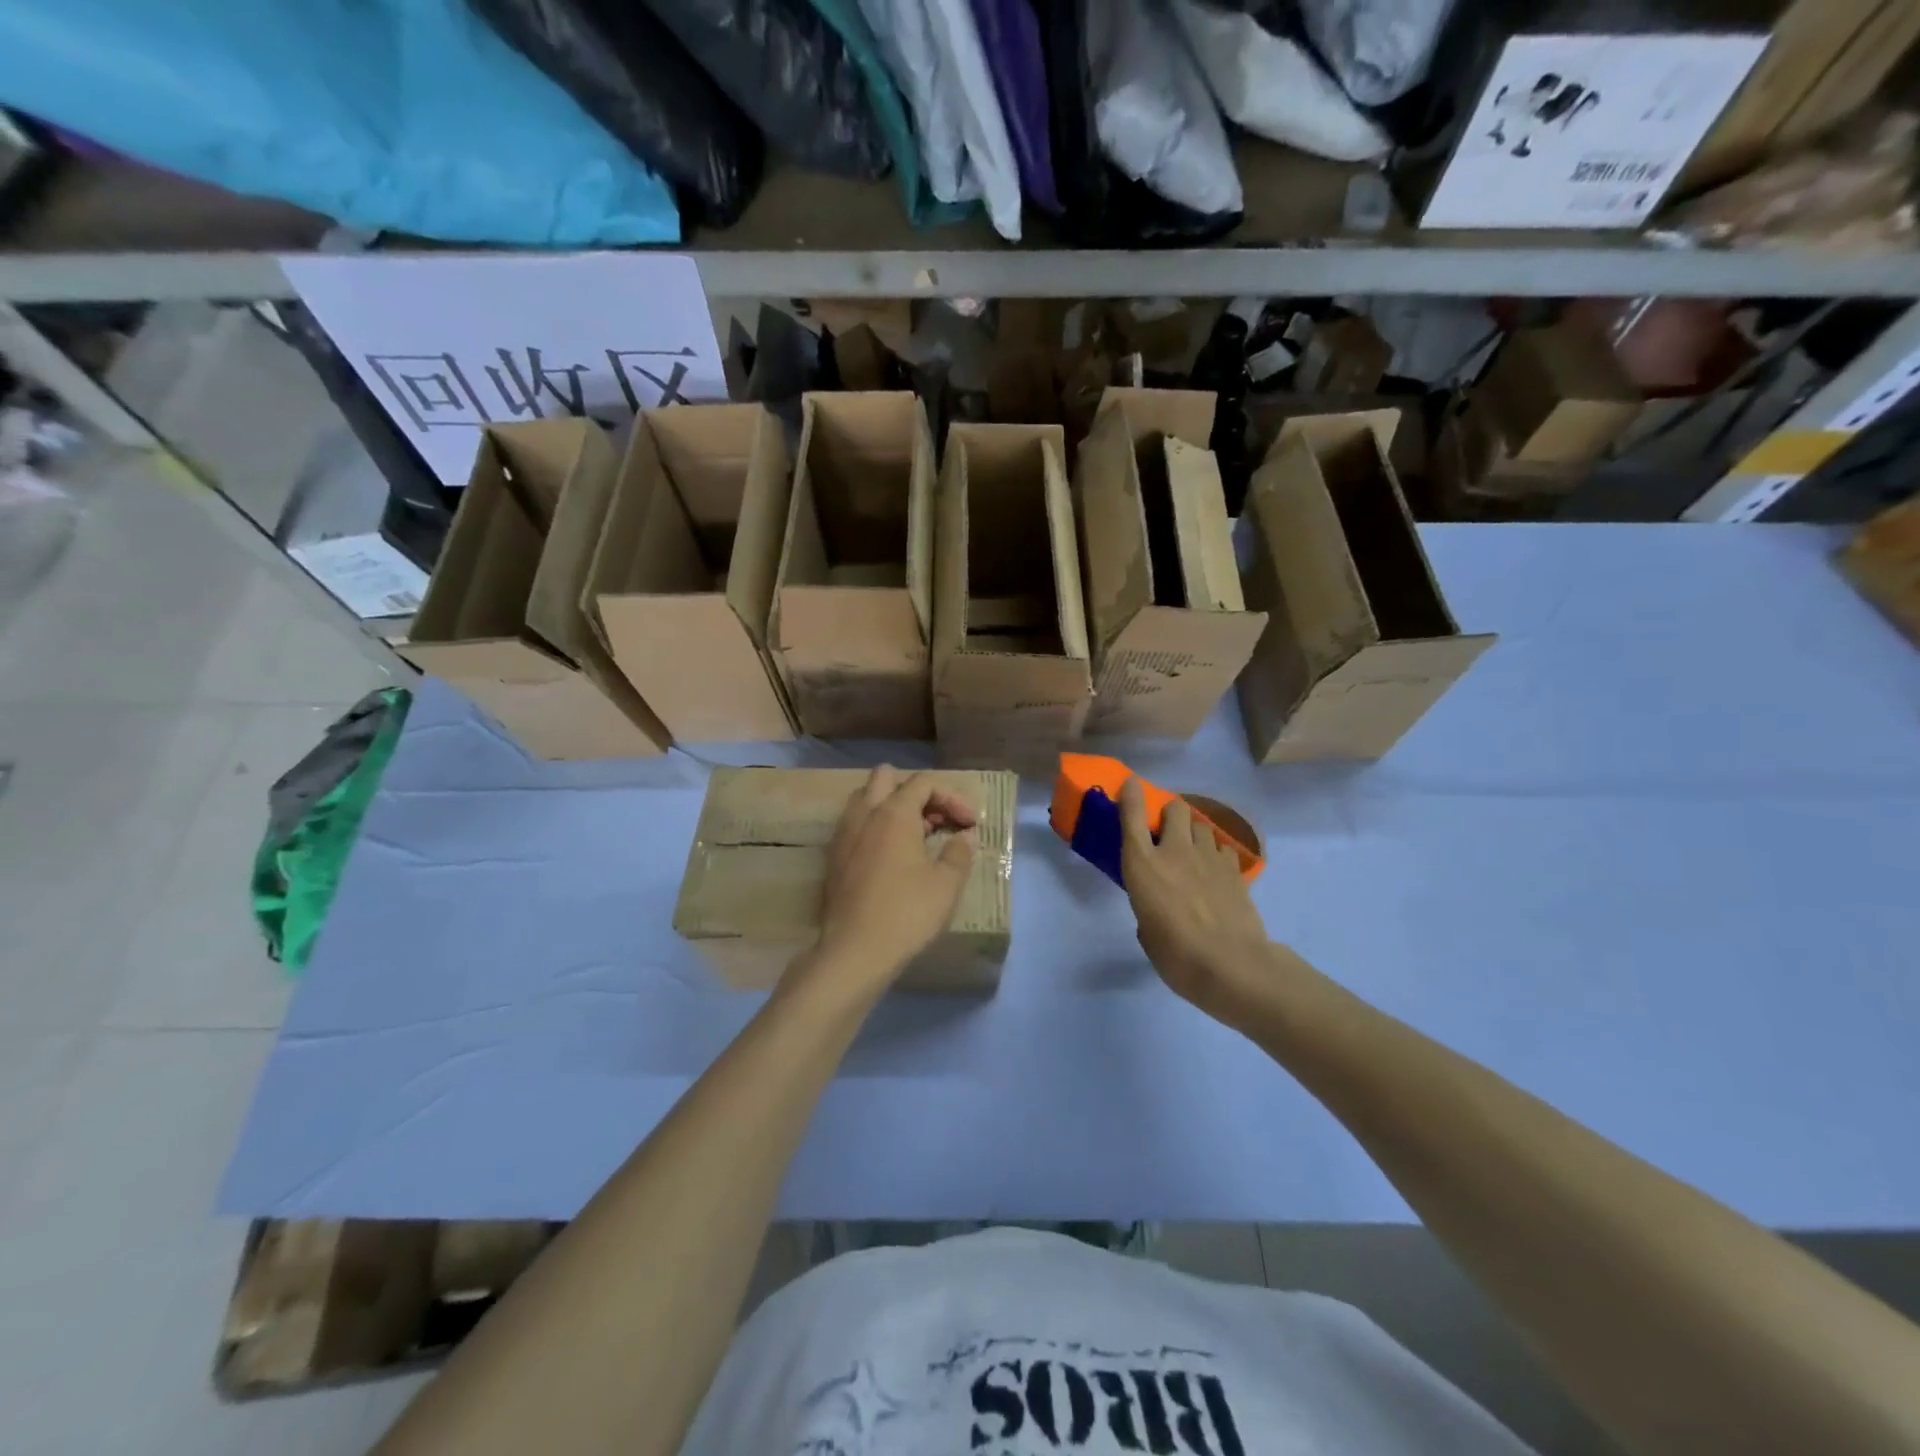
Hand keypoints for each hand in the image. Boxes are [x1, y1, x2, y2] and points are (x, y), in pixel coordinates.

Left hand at [808, 766, 978, 990]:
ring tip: (916, 836)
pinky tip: (891, 857)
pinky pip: (855, 825)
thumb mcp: (946, 884)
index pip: (924, 783)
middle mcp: (864, 814)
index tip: (970, 824)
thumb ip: (959, 852)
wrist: (855, 951)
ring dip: (891, 807)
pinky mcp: (833, 857)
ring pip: (865, 799)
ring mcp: (844, 834)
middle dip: (915, 792)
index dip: (952, 797)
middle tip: (936, 820)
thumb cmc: (907, 913)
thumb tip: (966, 836)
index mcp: (894, 813)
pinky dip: (875, 827)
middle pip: (886, 778)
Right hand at [1120, 779, 1273, 1020]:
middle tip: (1166, 833)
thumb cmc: (1176, 956)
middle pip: (1175, 809)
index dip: (1130, 796)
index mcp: (1143, 866)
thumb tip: (1157, 910)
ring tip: (1193, 852)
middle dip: (1170, 814)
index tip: (1130, 784)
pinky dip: (1216, 853)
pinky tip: (1216, 871)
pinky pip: (1222, 847)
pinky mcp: (1234, 870)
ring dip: (1193, 832)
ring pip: (1201, 825)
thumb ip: (1147, 909)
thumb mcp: (1147, 933)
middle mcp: (1174, 851)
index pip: (1133, 818)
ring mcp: (1208, 857)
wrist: (1231, 965)